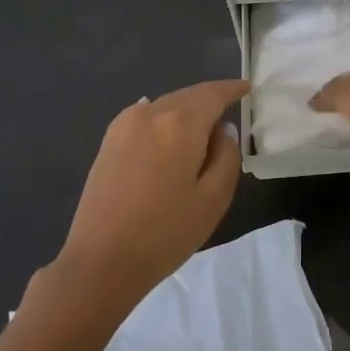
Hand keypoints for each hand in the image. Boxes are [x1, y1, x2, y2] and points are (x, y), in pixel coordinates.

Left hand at [53, 79, 248, 305]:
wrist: (101, 261)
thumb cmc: (165, 233)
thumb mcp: (214, 198)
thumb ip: (227, 156)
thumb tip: (223, 130)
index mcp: (180, 124)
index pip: (213, 94)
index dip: (232, 89)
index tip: (248, 89)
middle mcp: (150, 113)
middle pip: (188, 95)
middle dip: (210, 98)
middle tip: (231, 108)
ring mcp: (124, 125)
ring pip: (166, 105)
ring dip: (187, 109)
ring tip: (203, 126)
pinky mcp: (109, 141)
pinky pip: (145, 116)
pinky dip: (164, 117)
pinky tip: (169, 129)